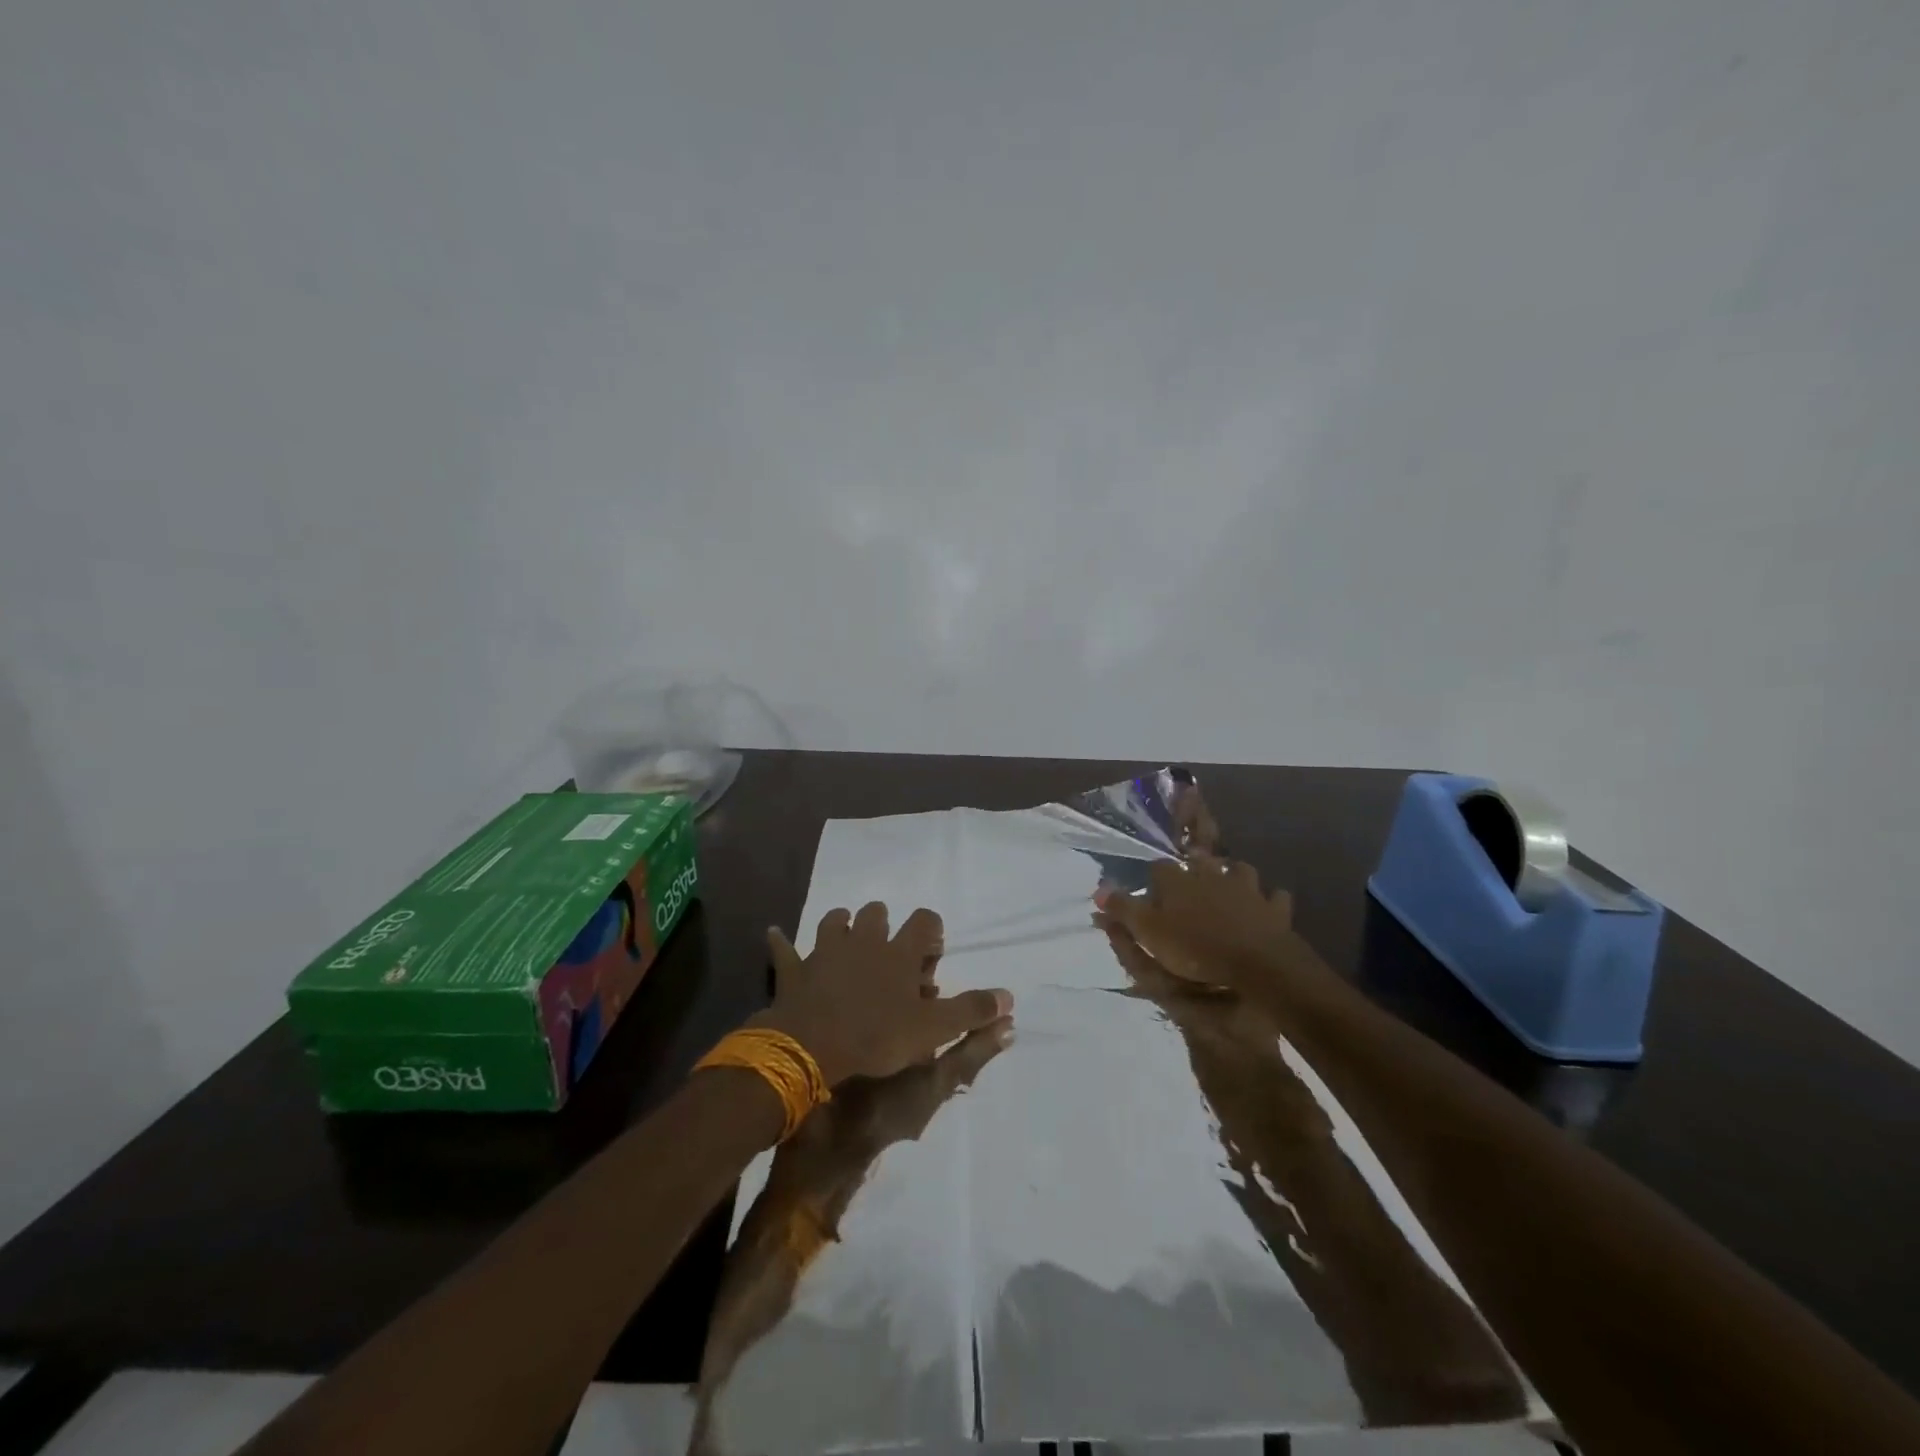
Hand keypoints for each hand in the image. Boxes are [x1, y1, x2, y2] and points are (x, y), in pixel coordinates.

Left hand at [755, 903, 1013, 1087]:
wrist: (812, 1046)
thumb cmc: (877, 1035)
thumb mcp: (933, 1029)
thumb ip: (971, 1011)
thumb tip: (1009, 997)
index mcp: (898, 952)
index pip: (923, 921)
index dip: (930, 928)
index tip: (933, 945)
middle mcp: (864, 941)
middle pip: (876, 914)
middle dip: (884, 922)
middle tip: (889, 946)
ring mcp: (826, 951)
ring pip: (835, 921)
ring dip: (842, 925)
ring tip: (847, 936)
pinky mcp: (795, 969)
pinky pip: (784, 949)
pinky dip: (781, 943)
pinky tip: (774, 935)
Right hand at [1094, 851, 1298, 990]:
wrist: (1256, 963)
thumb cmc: (1194, 947)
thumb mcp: (1148, 932)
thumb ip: (1122, 909)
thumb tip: (1098, 890)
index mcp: (1178, 879)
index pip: (1159, 868)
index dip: (1154, 881)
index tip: (1152, 897)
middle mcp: (1212, 874)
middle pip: (1200, 862)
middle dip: (1194, 871)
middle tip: (1189, 891)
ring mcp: (1247, 888)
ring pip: (1239, 871)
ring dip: (1233, 877)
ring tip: (1228, 891)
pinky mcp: (1274, 907)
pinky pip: (1274, 898)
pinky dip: (1269, 901)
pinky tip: (1265, 908)